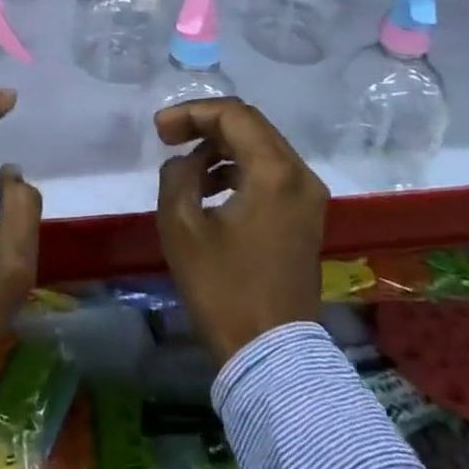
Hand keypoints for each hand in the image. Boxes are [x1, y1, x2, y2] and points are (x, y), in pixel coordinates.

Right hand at [154, 98, 328, 365]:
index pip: (233, 114)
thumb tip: (185, 162)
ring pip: (262, 147)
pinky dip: (239, 168)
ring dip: (222, 146)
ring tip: (185, 163)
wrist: (271, 356)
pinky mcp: (306, 217)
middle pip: (250, 125)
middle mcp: (300, 175)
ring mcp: (308, 197)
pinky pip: (271, 172)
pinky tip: (210, 187)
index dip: (191, 112)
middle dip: (206, 124)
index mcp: (274, 172)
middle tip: (168, 136)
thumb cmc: (223, 288)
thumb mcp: (182, 226)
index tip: (159, 130)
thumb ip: (177, 175)